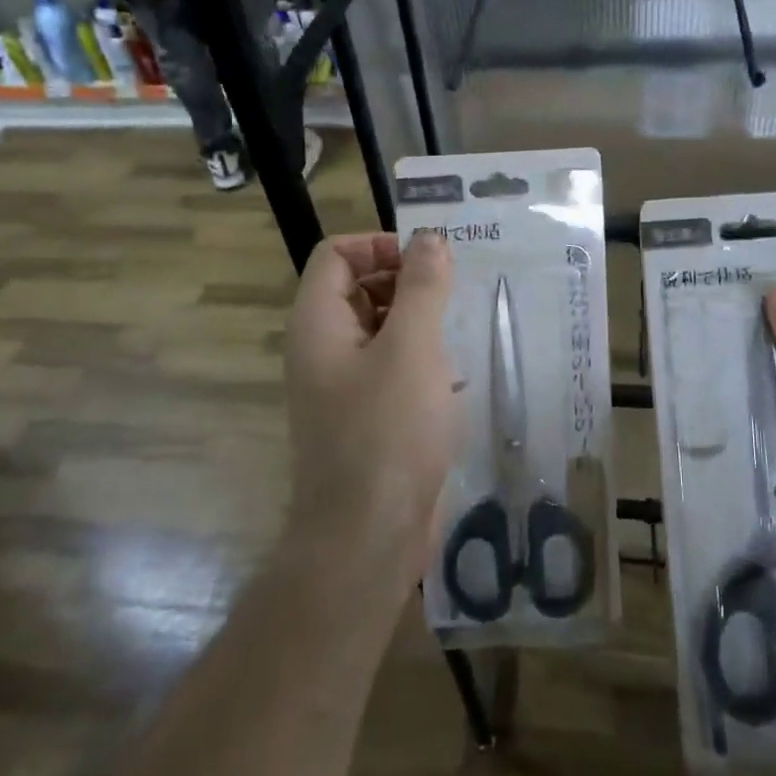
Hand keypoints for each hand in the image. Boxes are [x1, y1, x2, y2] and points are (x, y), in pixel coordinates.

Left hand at [283, 232, 462, 584]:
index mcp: (318, 323)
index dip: (380, 245)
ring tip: (457, 334)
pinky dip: (418, 360)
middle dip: (405, 281)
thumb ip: (421, 286)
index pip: (337, 254)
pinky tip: (452, 379)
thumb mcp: (412, 347)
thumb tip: (428, 238)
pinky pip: (389, 368)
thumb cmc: (389, 431)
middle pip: (357, 287)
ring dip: (417, 322)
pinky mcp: (365, 417)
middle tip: (453, 295)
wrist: (368, 537)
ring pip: (378, 329)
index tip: (429, 262)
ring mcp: (341, 386)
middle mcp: (322, 348)